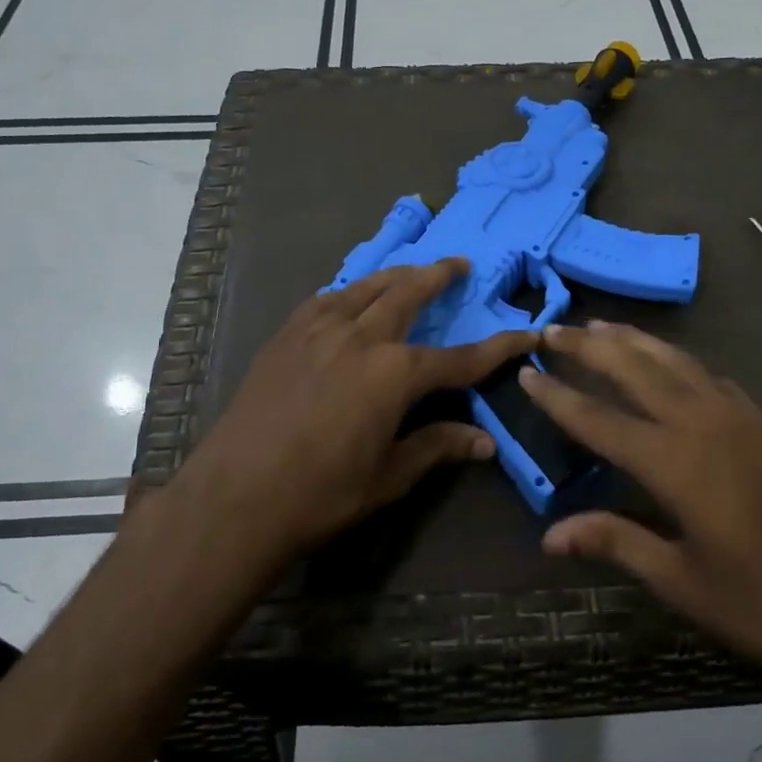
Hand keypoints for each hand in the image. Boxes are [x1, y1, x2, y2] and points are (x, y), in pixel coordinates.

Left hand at [158, 259, 535, 568]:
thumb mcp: (388, 477)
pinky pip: (325, 300)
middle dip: (438, 276)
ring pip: (365, 287)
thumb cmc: (320, 495)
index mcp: (394, 374)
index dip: (498, 348)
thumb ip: (437, 447)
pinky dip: (348, 291)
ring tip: (411, 269)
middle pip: (408, 295)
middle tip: (458, 264)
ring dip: (395, 274)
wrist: (234, 497)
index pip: (460, 359)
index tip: (527, 333)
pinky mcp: (285, 336)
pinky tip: (349, 296)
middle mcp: (361, 338)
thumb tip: (486, 442)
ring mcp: (318, 330)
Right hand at [523, 322, 761, 726]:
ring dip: (632, 340)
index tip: (526, 372)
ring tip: (599, 325)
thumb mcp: (681, 581)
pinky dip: (675, 358)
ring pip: (674, 360)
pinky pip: (707, 374)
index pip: (598, 419)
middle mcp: (702, 423)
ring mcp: (738, 416)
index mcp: (675, 463)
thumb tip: (549, 535)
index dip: (558, 396)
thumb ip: (615, 542)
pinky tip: (665, 358)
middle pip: (634, 369)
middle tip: (553, 329)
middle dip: (589, 347)